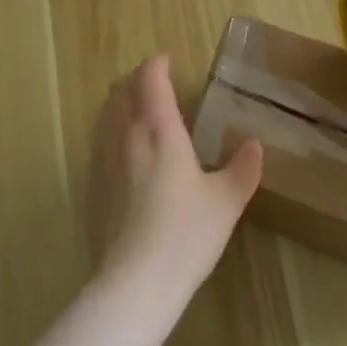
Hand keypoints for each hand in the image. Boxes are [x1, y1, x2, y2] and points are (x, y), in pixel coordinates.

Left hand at [88, 56, 262, 312]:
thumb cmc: (185, 235)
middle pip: (122, 91)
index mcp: (159, 129)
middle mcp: (126, 135)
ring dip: (121, 102)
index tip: (168, 61)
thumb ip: (242, 168)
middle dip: (137, 80)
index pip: (150, 79)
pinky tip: (126, 153)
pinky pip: (99, 141)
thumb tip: (254, 145)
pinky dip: (112, 131)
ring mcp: (103, 160)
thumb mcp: (226, 201)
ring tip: (140, 111)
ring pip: (106, 114)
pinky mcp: (92, 186)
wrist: (134, 284)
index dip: (157, 64)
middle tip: (156, 83)